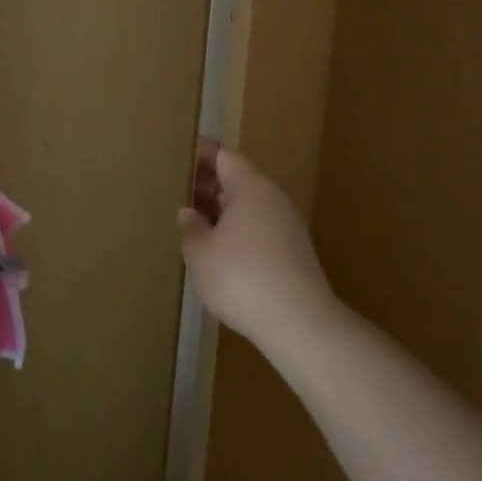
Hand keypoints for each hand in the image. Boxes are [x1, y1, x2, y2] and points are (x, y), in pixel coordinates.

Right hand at [178, 146, 334, 346]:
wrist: (300, 324)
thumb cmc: (241, 277)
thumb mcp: (200, 253)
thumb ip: (191, 228)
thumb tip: (189, 213)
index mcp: (249, 187)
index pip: (224, 157)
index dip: (202, 156)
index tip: (181, 160)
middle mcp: (272, 199)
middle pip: (240, 180)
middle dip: (212, 185)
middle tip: (183, 195)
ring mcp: (289, 226)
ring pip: (251, 206)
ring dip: (226, 211)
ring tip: (199, 225)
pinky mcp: (296, 253)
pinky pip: (262, 229)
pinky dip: (241, 232)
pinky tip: (224, 253)